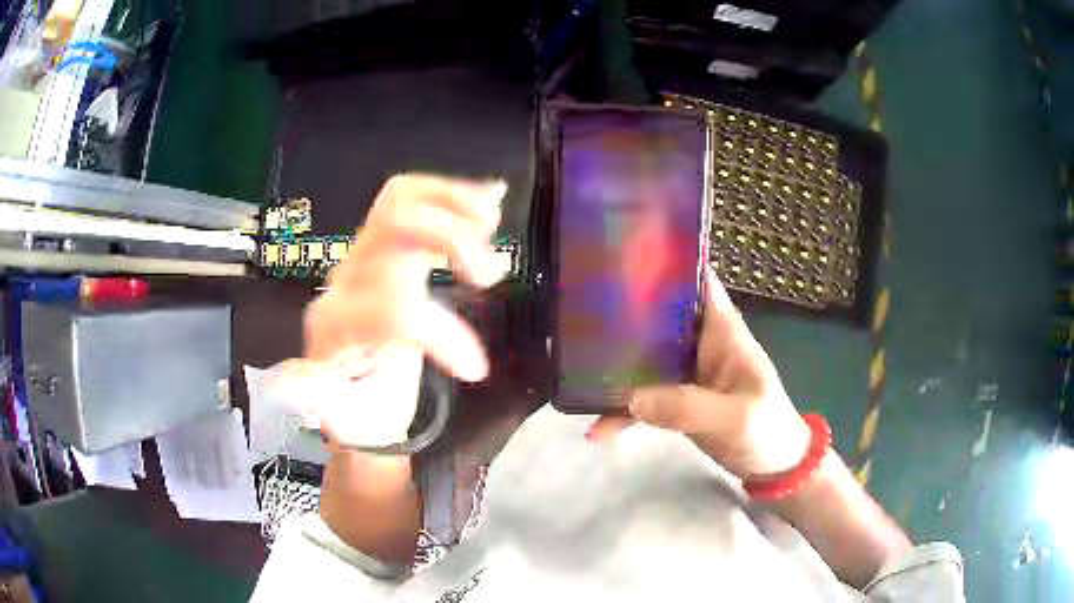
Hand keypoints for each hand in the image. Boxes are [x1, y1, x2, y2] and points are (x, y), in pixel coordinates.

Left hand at [295, 174, 506, 446]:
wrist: (345, 386)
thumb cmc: (353, 408)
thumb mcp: (344, 418)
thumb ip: (332, 405)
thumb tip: (328, 394)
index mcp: (337, 323)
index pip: (393, 306)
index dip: (443, 334)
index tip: (476, 369)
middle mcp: (345, 279)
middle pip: (394, 227)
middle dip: (452, 239)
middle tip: (490, 275)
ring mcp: (362, 258)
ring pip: (401, 201)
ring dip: (453, 202)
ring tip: (491, 216)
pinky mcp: (383, 250)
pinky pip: (410, 204)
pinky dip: (451, 194)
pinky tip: (488, 195)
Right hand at [591, 270, 810, 479]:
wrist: (772, 465)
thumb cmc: (767, 429)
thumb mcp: (736, 417)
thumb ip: (688, 407)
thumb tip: (631, 397)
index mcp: (721, 329)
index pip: (695, 279)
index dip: (665, 262)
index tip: (622, 255)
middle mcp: (699, 342)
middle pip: (658, 314)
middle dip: (624, 308)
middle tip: (579, 307)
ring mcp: (685, 371)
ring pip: (644, 354)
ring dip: (615, 361)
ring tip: (574, 365)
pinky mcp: (675, 399)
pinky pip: (642, 397)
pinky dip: (622, 409)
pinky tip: (597, 428)